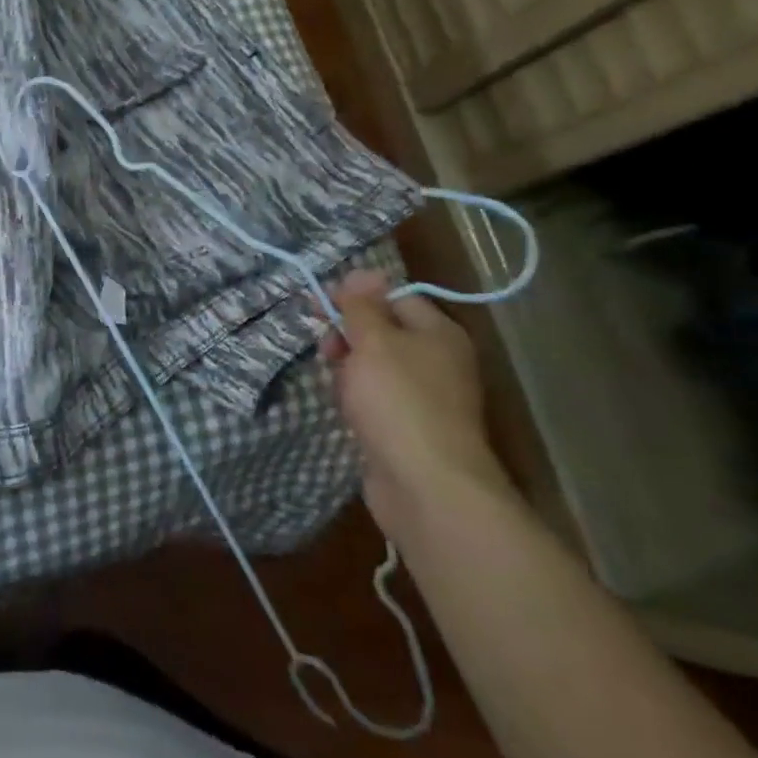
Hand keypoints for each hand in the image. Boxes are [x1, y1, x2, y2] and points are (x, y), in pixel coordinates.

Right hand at [322, 270, 511, 538]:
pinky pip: (376, 398)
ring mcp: (424, 397)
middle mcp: (437, 361)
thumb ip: (362, 306)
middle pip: (383, 331)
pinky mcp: (408, 427)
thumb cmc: (398, 401)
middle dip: (347, 334)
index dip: (356, 297)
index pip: (394, 297)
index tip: (319, 306)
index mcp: (438, 333)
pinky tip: (343, 406)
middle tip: (325, 348)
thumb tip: (361, 272)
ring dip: (348, 367)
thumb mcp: (373, 341)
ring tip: (333, 382)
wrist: (426, 485)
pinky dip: (356, 397)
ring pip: (375, 366)